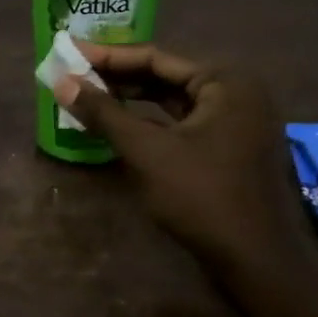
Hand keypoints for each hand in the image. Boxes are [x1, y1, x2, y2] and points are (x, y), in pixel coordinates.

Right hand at [51, 44, 311, 270]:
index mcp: (225, 81)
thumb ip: (103, 113)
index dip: (107, 57)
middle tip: (73, 74)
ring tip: (88, 96)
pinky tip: (117, 125)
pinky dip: (149, 121)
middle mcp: (236, 92)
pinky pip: (182, 122)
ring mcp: (236, 121)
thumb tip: (60, 81)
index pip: (155, 57)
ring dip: (131, 99)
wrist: (257, 262)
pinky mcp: (229, 147)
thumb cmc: (202, 196)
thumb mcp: (147, 151)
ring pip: (172, 100)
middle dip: (117, 77)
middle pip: (165, 76)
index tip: (69, 53)